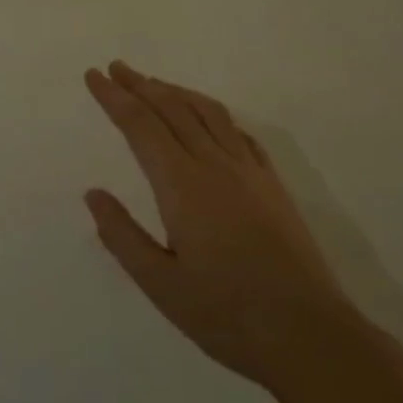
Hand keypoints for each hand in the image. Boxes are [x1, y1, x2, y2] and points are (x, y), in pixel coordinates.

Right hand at [83, 61, 363, 390]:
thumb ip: (122, 236)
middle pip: (172, 109)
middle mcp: (214, 165)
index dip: (114, 97)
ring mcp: (249, 172)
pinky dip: (215, 114)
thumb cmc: (226, 314)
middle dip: (141, 84)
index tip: (94, 76)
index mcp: (182, 185)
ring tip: (155, 83)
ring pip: (208, 113)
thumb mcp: (160, 285)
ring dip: (177, 92)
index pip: (140, 125)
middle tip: (116, 67)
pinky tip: (210, 119)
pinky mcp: (273, 185)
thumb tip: (94, 194)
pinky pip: (239, 133)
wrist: (309, 334)